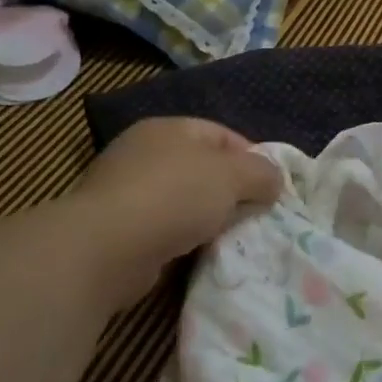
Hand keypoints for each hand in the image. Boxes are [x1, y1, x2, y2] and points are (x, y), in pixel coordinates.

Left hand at [71, 118, 282, 268]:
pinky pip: (165, 227)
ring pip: (184, 200)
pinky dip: (184, 238)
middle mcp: (143, 152)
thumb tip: (274, 179)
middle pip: (203, 168)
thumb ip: (262, 172)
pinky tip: (198, 253)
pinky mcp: (117, 227)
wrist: (106, 248)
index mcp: (168, 128)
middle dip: (232, 190)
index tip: (272, 187)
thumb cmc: (174, 196)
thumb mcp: (232, 175)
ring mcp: (125, 190)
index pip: (222, 135)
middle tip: (256, 213)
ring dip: (208, 217)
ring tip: (230, 236)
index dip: (252, 157)